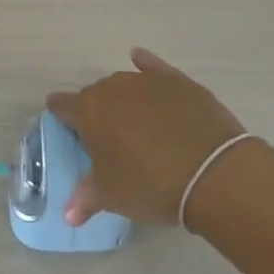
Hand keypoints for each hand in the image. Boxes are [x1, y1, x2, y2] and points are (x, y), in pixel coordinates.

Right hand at [46, 48, 252, 227]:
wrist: (212, 173)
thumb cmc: (151, 185)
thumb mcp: (112, 197)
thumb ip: (85, 199)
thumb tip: (69, 215)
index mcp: (89, 112)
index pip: (62, 105)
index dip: (60, 114)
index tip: (63, 125)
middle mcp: (113, 89)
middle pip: (94, 94)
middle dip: (95, 111)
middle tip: (105, 138)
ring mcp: (147, 82)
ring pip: (123, 83)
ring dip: (121, 98)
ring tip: (132, 121)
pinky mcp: (178, 81)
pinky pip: (153, 66)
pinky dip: (145, 64)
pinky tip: (139, 59)